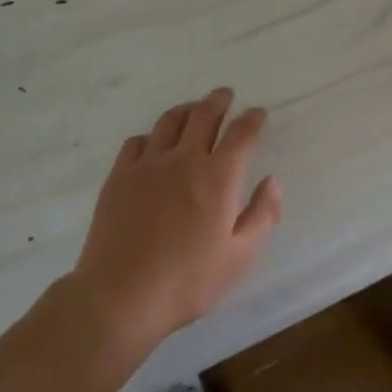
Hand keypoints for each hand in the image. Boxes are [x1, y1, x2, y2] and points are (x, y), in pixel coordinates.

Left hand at [67, 88, 282, 353]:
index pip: (240, 134)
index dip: (252, 119)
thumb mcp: (240, 257)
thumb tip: (271, 182)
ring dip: (187, 110)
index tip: (258, 113)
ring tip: (193, 109)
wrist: (120, 297)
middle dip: (218, 101)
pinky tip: (154, 144)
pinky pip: (137, 141)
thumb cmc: (188, 281)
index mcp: (218, 177)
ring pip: (169, 121)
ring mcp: (147, 165)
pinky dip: (153, 135)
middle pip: (203, 115)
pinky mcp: (119, 177)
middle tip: (225, 95)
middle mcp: (184, 160)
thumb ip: (262, 215)